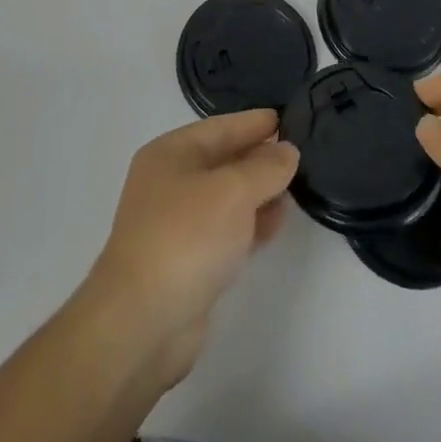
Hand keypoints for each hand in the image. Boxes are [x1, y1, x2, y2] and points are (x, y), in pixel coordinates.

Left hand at [83, 109, 297, 385]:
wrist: (142, 323)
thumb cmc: (186, 238)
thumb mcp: (233, 191)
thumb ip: (265, 168)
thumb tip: (287, 150)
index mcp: (170, 154)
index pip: (219, 127)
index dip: (253, 123)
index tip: (287, 117)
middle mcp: (169, 183)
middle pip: (222, 160)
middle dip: (258, 156)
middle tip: (298, 151)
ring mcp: (176, 224)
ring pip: (225, 197)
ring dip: (258, 192)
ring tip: (295, 187)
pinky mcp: (187, 262)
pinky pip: (225, 230)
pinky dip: (250, 223)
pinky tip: (276, 223)